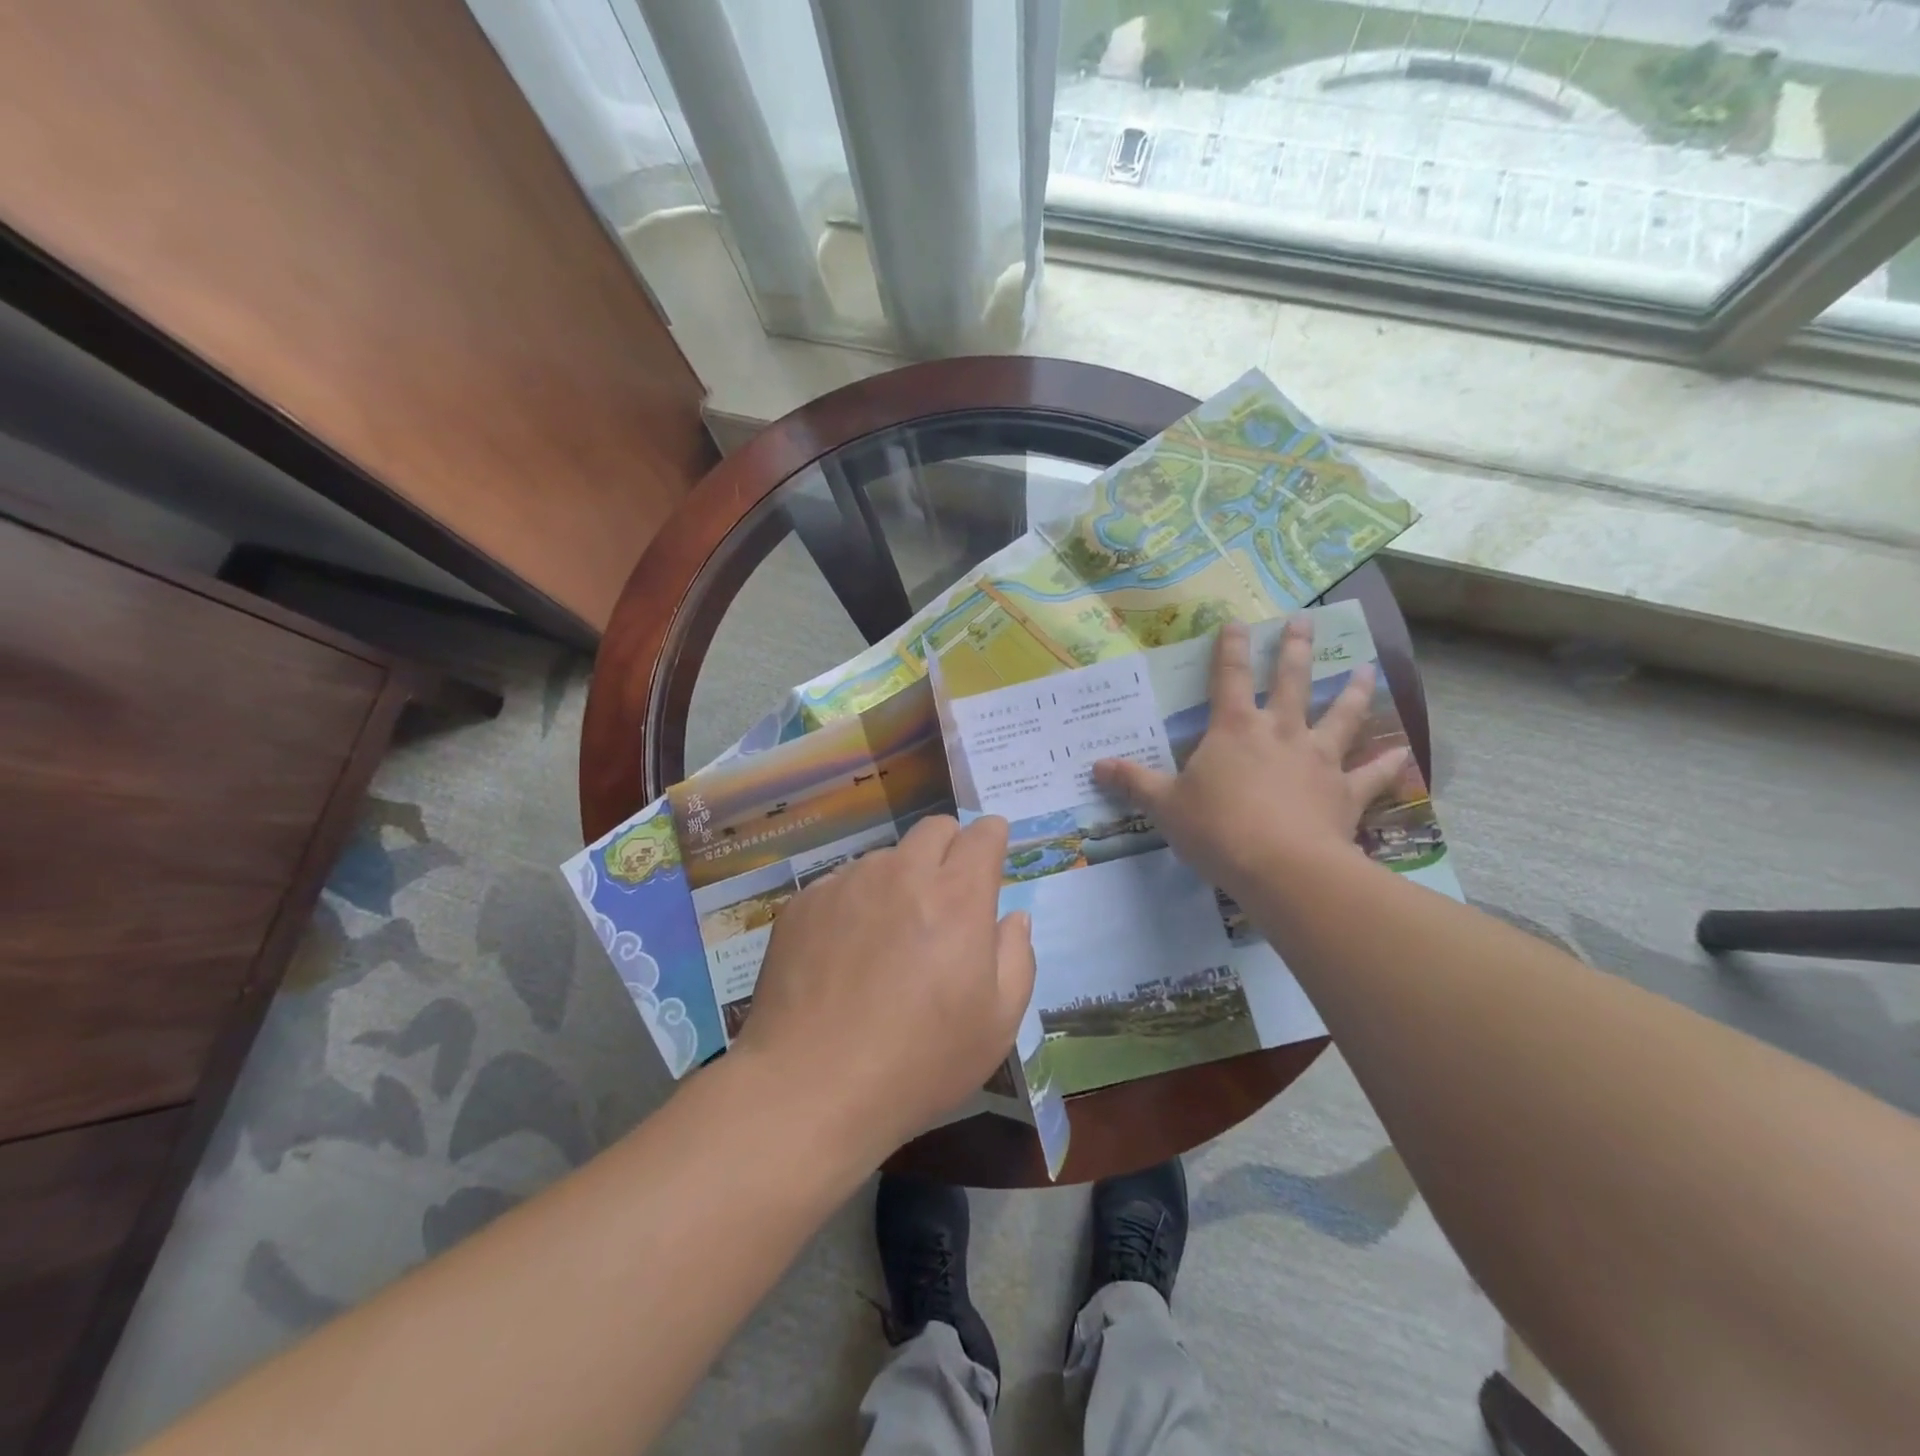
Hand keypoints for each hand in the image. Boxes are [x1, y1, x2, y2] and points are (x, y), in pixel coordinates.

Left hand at [730, 814, 1034, 1162]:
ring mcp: (847, 883)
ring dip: (899, 881)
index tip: (991, 859)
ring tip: (887, 940)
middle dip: (950, 850)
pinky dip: (855, 904)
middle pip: (934, 829)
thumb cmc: (918, 1063)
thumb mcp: (996, 1025)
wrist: (809, 1088)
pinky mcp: (804, 903)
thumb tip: (1012, 917)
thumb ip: (1016, 957)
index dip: (993, 840)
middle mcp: (901, 873)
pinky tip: (843, 955)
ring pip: (886, 858)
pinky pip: (842, 884)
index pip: (983, 834)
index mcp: (956, 896)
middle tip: (945, 900)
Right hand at [1093, 617, 1410, 905]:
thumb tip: (1095, 766)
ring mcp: (1318, 760)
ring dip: (1354, 692)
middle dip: (1295, 649)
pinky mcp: (1345, 793)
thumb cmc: (1215, 829)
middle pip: (1291, 682)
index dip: (1230, 649)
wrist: (1280, 867)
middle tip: (1306, 621)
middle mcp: (1280, 733)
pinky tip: (1403, 752)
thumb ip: (1133, 782)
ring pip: (1341, 716)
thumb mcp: (1164, 805)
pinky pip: (1372, 774)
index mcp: (1234, 730)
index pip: (1228, 678)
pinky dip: (1388, 763)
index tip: (1238, 622)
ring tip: (1367, 668)